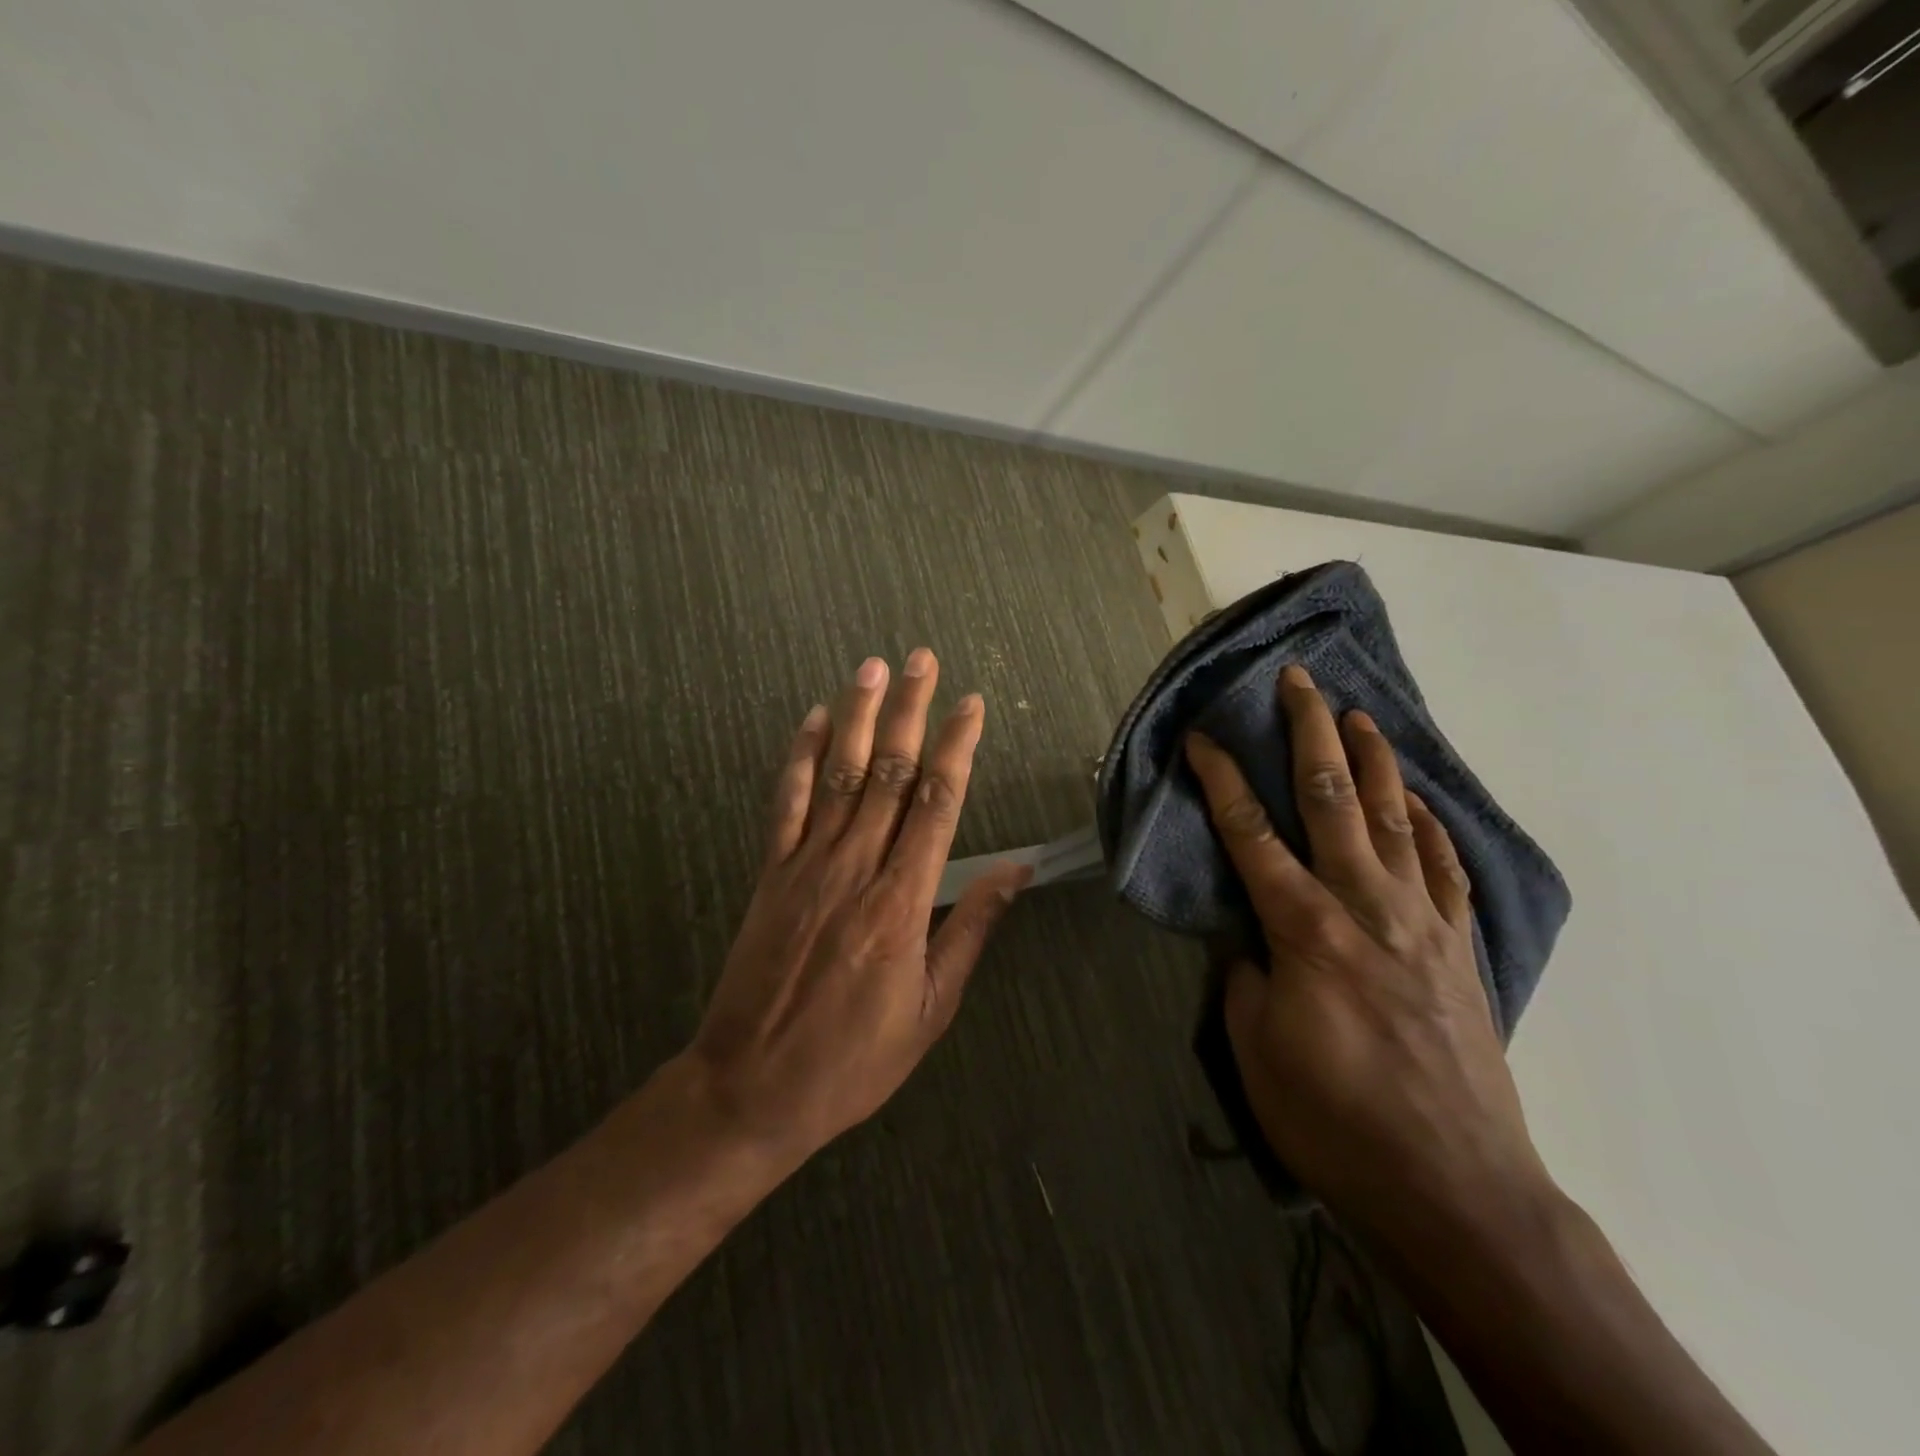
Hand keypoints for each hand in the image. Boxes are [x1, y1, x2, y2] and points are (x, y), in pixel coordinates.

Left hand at [685, 649, 1030, 1167]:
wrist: (752, 1087)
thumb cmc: (854, 1058)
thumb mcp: (931, 1008)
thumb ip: (970, 930)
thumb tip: (1014, 872)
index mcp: (903, 902)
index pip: (939, 803)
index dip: (957, 748)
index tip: (971, 705)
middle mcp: (856, 867)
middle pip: (891, 772)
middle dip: (912, 711)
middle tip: (924, 660)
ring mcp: (807, 865)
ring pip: (840, 774)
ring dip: (860, 716)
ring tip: (874, 667)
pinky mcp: (769, 873)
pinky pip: (787, 803)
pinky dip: (800, 757)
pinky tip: (815, 720)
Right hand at [1184, 665, 1551, 1245]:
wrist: (1454, 1189)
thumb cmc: (1334, 1121)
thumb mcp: (1255, 1049)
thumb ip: (1246, 975)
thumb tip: (1249, 936)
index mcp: (1306, 930)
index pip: (1251, 833)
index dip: (1221, 778)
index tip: (1201, 737)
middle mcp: (1366, 908)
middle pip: (1334, 800)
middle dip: (1310, 734)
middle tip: (1298, 682)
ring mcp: (1422, 923)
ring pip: (1397, 820)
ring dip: (1374, 761)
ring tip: (1359, 715)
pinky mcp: (1460, 949)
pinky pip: (1446, 869)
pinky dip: (1432, 826)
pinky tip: (1421, 802)